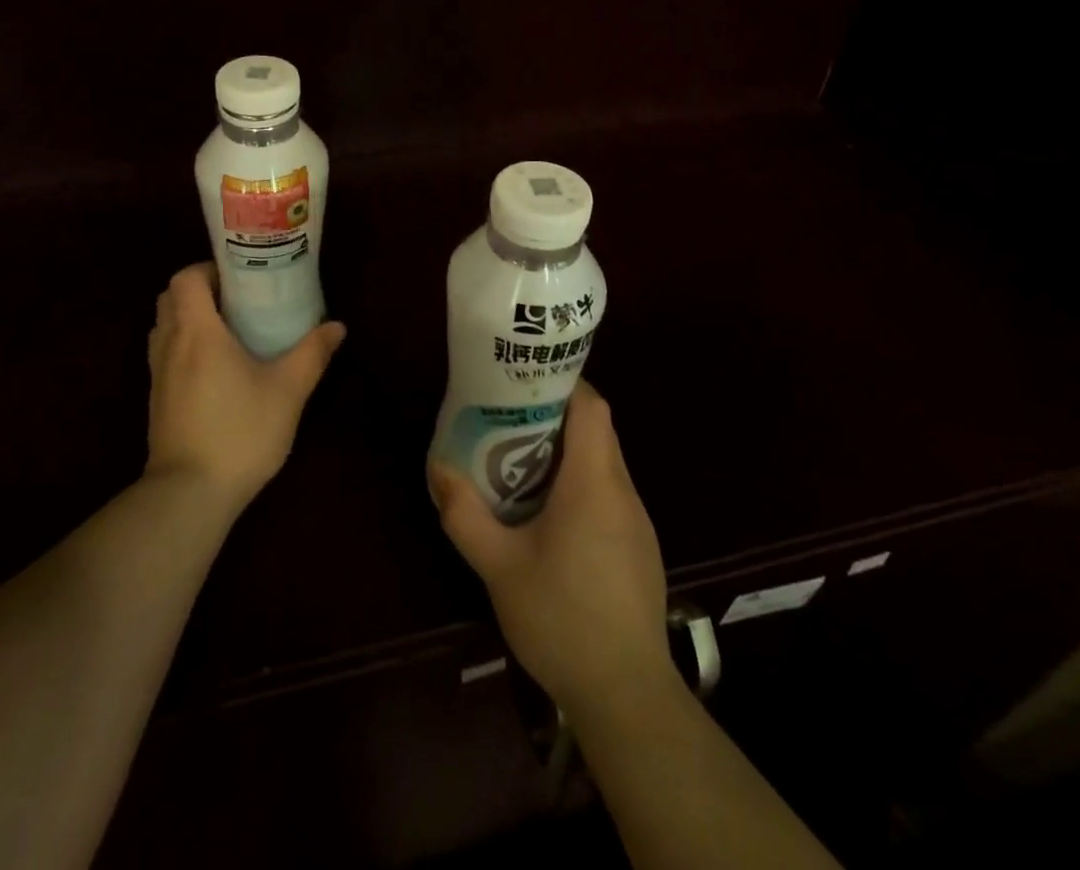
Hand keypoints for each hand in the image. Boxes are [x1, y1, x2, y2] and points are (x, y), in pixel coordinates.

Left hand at [145, 263, 345, 512]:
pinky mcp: (157, 400)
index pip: (185, 279)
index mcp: (198, 331)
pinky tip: (215, 368)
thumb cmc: (240, 432)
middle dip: (200, 291)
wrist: (189, 495)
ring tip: (228, 331)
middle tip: (237, 301)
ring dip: (189, 318)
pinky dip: (183, 345)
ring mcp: (158, 374)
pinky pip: (164, 354)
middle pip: (170, 298)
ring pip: (164, 326)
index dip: (208, 269)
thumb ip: (312, 353)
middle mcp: (170, 344)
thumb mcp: (288, 391)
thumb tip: (336, 326)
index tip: (239, 278)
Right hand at [430, 381, 671, 714]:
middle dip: (555, 417)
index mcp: (594, 483)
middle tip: (509, 421)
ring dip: (567, 453)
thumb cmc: (561, 619)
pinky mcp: (640, 549)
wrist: (627, 696)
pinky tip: (551, 518)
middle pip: (597, 431)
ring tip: (521, 464)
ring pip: (604, 463)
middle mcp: (622, 492)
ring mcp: (637, 522)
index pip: (592, 406)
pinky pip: (610, 495)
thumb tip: (439, 469)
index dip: (564, 384)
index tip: (525, 383)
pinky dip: (582, 486)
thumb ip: (465, 515)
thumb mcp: (498, 567)